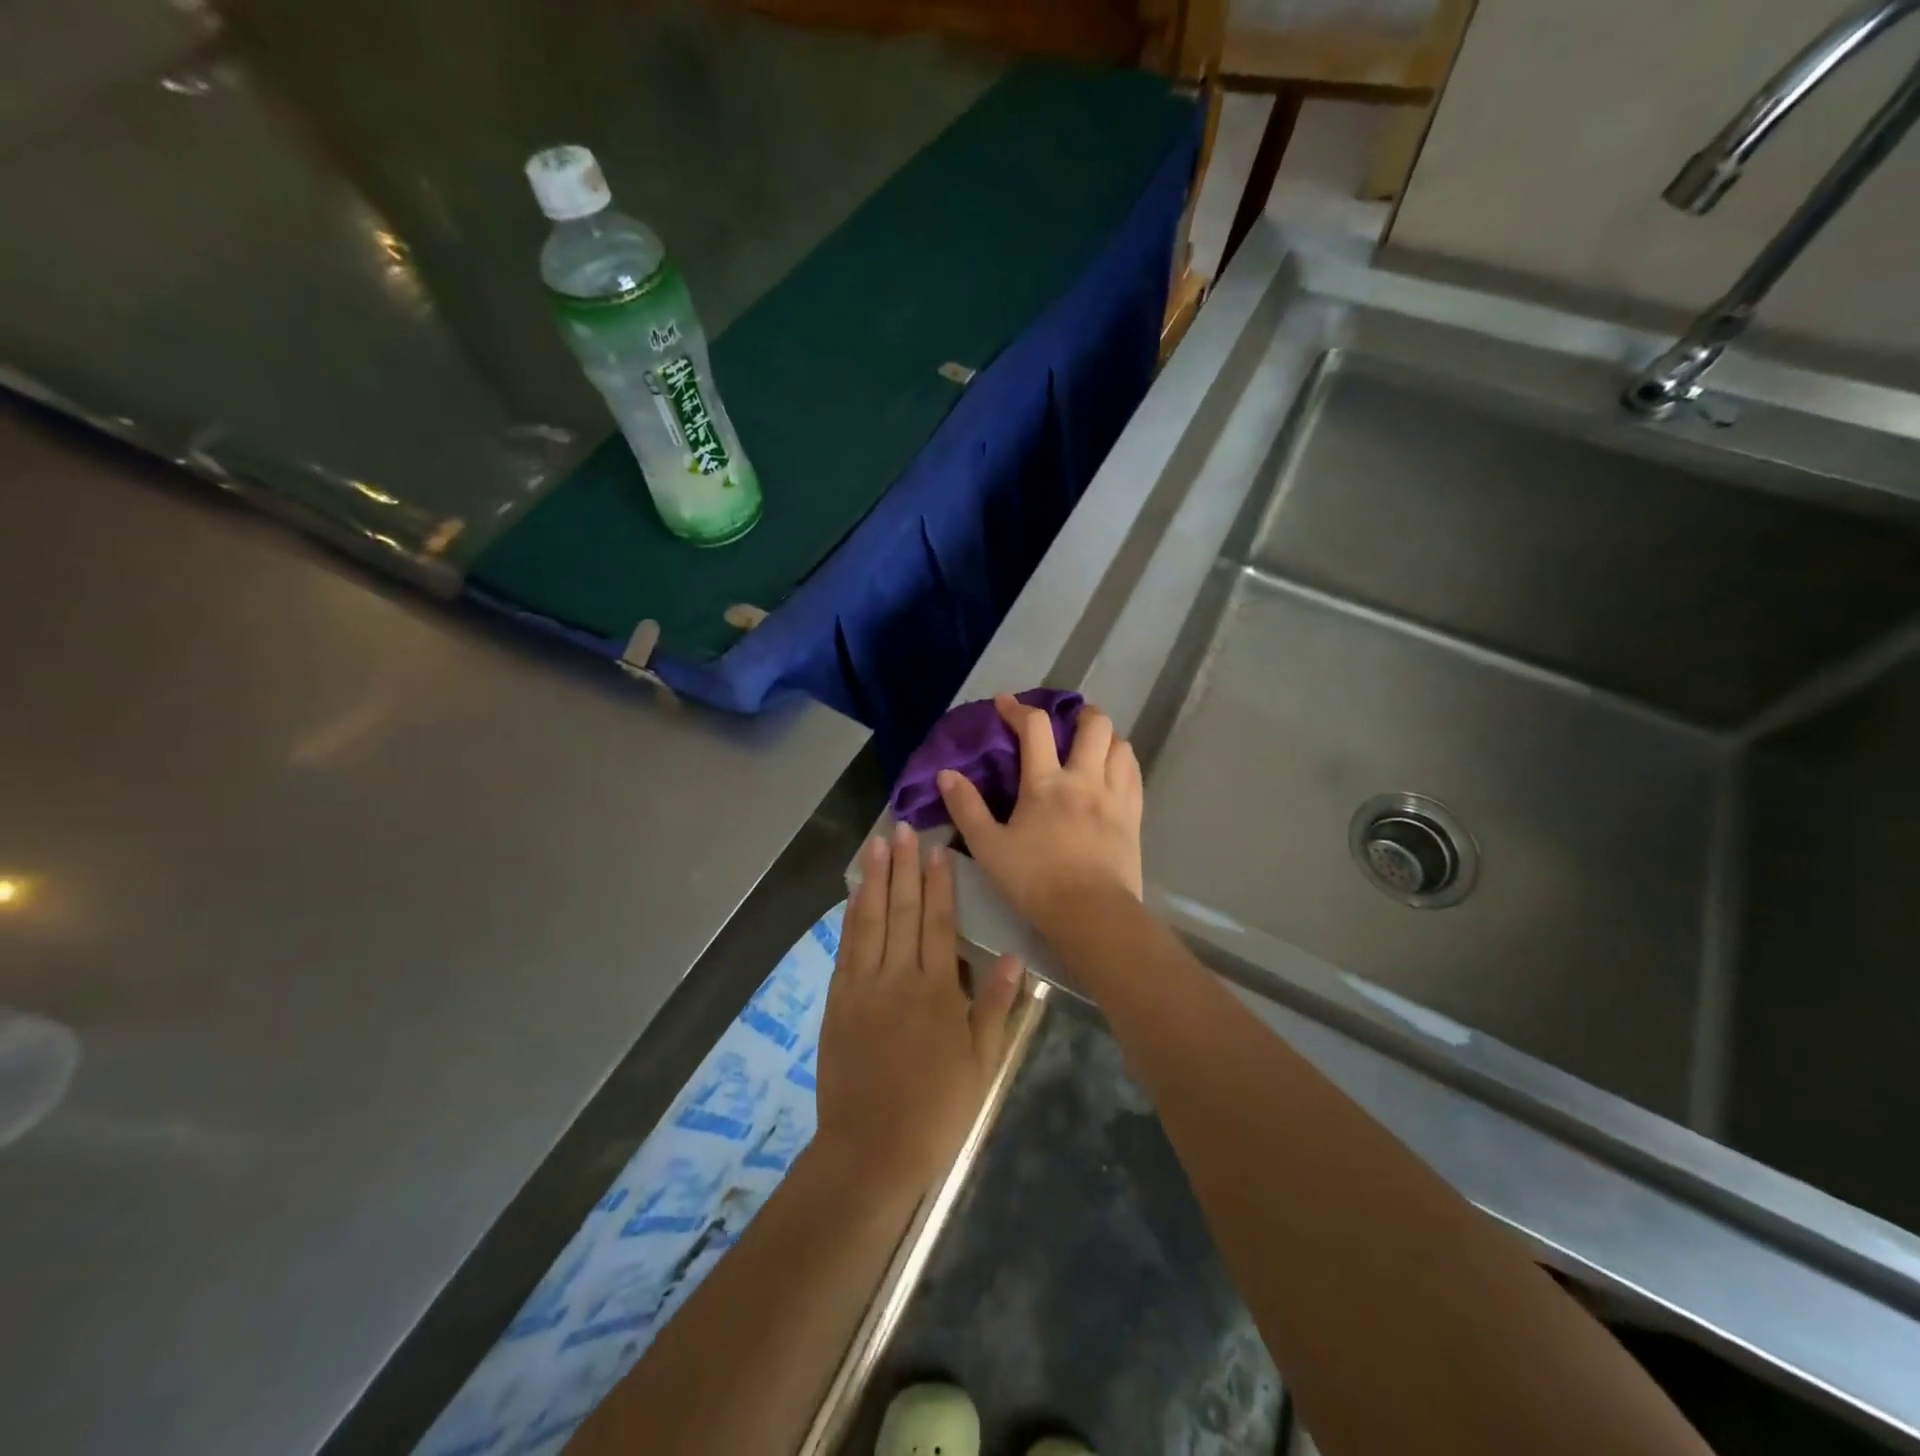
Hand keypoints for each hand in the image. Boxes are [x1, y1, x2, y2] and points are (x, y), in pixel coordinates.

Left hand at [814, 823, 1022, 1192]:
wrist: (872, 1150)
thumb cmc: (937, 1109)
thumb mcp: (982, 1062)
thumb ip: (995, 1005)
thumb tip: (1011, 955)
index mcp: (939, 991)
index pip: (940, 922)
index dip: (940, 883)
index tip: (938, 849)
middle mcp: (899, 977)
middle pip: (904, 911)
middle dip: (905, 867)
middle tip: (903, 828)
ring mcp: (864, 987)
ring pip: (871, 920)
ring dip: (876, 879)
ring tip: (877, 844)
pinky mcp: (838, 1001)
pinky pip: (846, 947)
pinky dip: (851, 915)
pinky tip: (856, 892)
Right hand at [936, 695, 1144, 934]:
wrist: (1091, 913)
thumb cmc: (1035, 881)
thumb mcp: (988, 847)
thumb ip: (966, 808)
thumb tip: (946, 774)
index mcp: (1046, 782)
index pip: (1034, 727)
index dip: (1017, 709)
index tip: (1004, 702)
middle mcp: (1084, 778)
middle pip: (1094, 724)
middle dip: (1079, 713)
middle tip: (1066, 720)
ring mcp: (1114, 795)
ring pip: (1121, 745)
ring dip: (1106, 736)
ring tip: (1092, 745)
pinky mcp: (1133, 815)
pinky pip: (1134, 774)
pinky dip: (1123, 762)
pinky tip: (1114, 771)